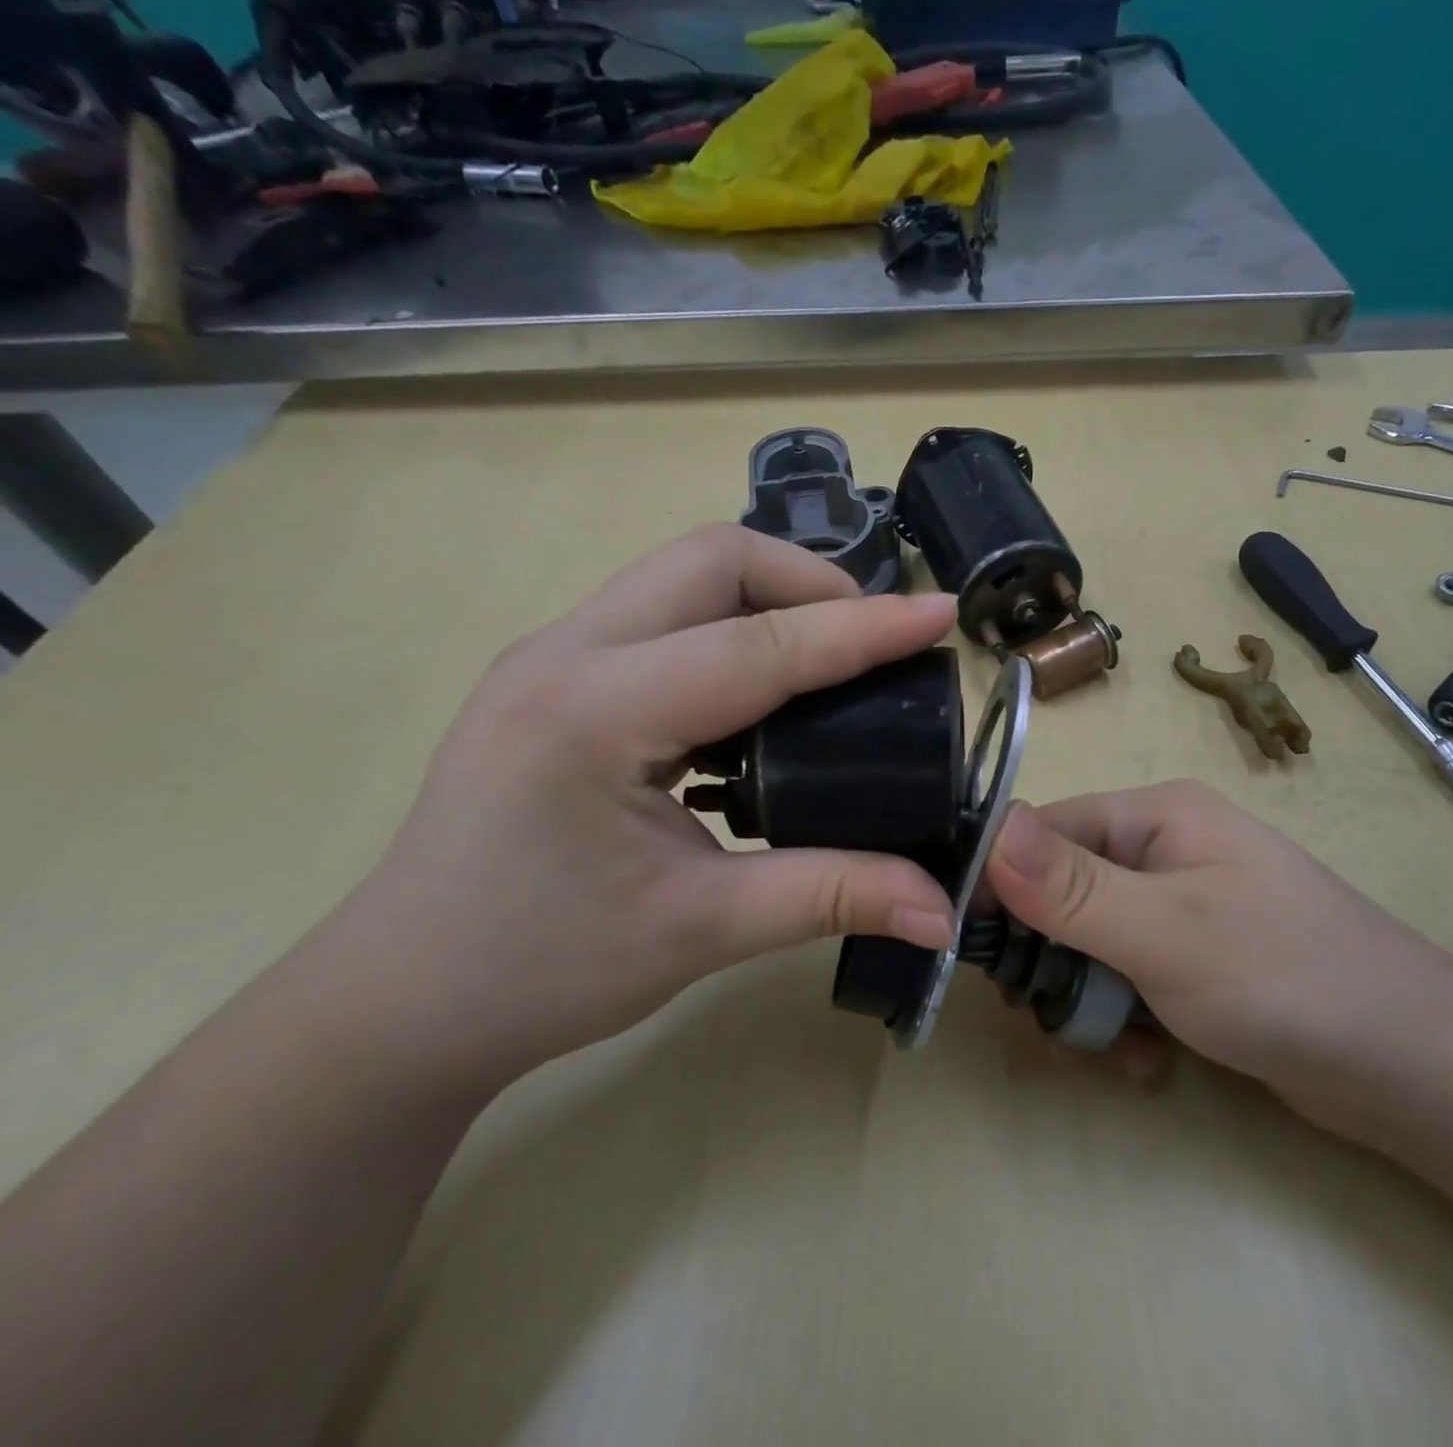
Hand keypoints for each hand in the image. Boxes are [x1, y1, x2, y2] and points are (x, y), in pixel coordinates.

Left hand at [312, 526, 959, 1089]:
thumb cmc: (540, 970)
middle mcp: (565, 653)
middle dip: (810, 584)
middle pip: (711, 561)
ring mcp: (550, 656)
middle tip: (872, 647)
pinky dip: (729, 629)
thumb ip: (831, 897)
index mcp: (596, 711)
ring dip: (769, 599)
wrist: (401, 1001)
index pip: (759, 646)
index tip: (940, 615)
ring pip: (683, 576)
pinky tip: (757, 698)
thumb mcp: (700, 930)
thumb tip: (942, 912)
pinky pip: (661, 615)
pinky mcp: (553, 676)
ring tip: (828, 664)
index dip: (863, 628)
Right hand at [985, 782, 1452, 1136]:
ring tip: (1108, 1048)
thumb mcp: (1163, 931)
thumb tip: (991, 830)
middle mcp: (1164, 849)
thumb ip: (1070, 887)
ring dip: (1086, 999)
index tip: (974, 949)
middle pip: (1061, 892)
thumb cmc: (1282, 977)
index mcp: (1156, 816)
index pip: (1045, 831)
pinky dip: (1124, 1018)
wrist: (1412, 1068)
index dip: (1002, 885)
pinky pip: (1127, 976)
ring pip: (1089, 943)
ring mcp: (1181, 905)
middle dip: (1049, 959)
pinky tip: (1145, 1058)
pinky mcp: (1194, 958)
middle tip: (1045, 1017)